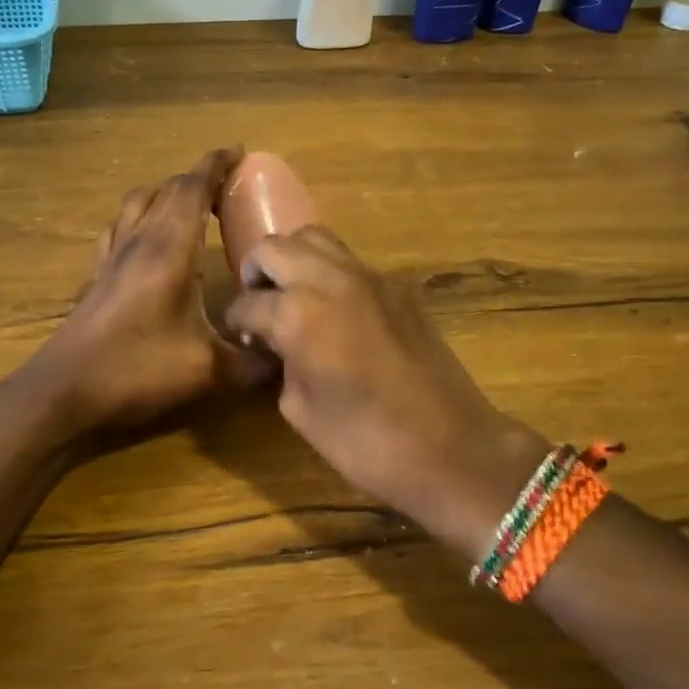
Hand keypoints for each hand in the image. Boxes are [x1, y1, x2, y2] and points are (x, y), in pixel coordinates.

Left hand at [28, 147, 272, 433]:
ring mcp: (110, 258)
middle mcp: (137, 242)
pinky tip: (146, 243)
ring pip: (135, 204)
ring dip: (163, 195)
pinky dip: (138, 220)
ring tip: (187, 208)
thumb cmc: (138, 371)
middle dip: (196, 179)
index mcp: (169, 249)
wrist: (65, 393)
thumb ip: (254, 362)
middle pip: (164, 190)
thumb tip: (288, 358)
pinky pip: (117, 230)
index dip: (216, 165)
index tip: (240, 152)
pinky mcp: (96, 278)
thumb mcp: (209, 371)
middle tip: (225, 189)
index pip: (192, 188)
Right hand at [225, 228, 549, 559]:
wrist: (452, 448)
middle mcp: (332, 280)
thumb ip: (281, 363)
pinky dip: (329, 274)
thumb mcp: (300, 410)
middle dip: (257, 273)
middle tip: (258, 307)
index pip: (248, 302)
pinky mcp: (399, 288)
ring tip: (292, 297)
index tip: (237, 337)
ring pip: (316, 240)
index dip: (236, 321)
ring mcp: (371, 278)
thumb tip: (277, 345)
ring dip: (293, 261)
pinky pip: (351, 264)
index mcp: (300, 314)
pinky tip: (332, 312)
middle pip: (276, 248)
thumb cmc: (366, 442)